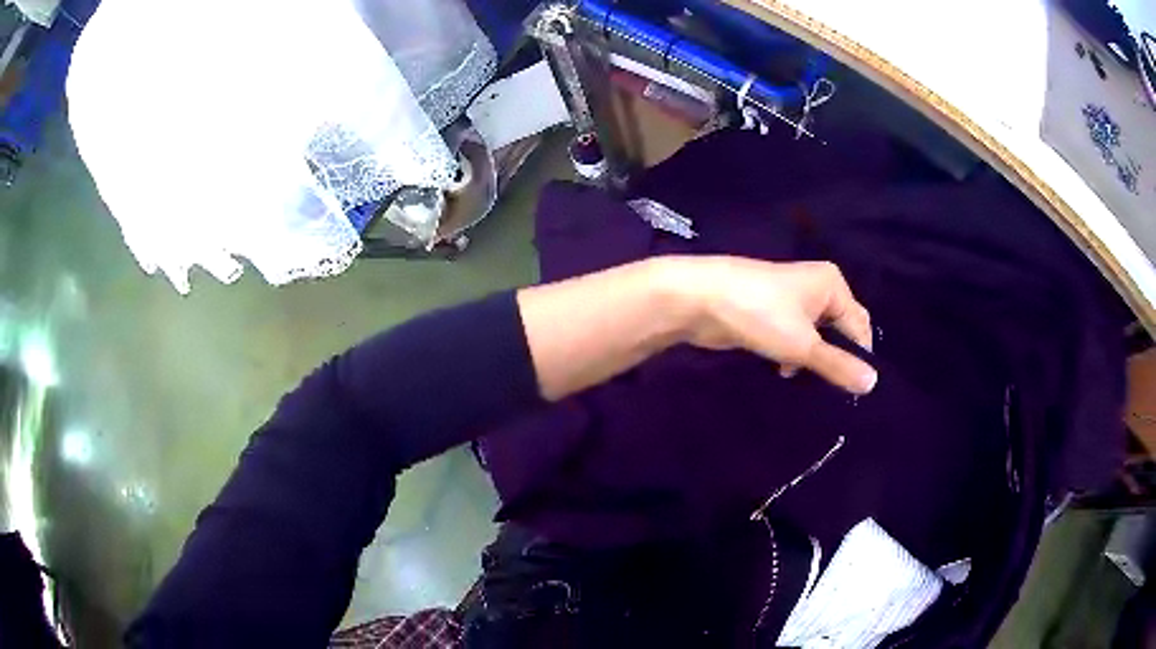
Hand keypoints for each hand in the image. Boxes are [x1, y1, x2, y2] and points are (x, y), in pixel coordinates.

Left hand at [666, 257, 876, 393]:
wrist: (700, 299)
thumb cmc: (760, 315)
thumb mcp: (804, 345)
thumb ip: (838, 366)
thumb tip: (873, 383)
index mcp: (832, 285)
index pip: (860, 326)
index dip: (860, 357)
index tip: (857, 392)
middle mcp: (817, 288)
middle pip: (839, 330)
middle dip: (836, 358)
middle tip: (835, 393)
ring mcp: (792, 300)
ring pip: (816, 337)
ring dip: (813, 359)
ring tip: (807, 382)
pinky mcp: (771, 313)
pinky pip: (795, 338)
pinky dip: (794, 355)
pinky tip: (784, 371)